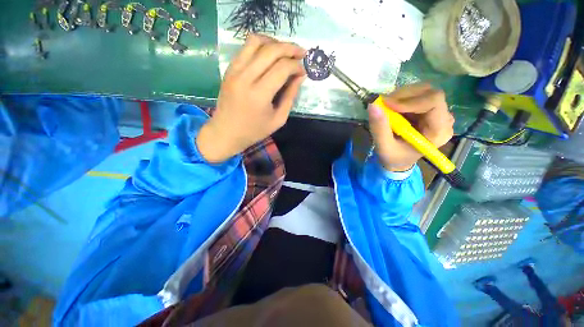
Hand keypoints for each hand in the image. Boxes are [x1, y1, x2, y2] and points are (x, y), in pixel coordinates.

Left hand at [197, 34, 305, 162]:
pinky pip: (245, 47)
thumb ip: (290, 97)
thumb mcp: (278, 119)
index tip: (303, 72)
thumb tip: (300, 77)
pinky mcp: (229, 69)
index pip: (282, 68)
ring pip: (256, 41)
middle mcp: (245, 77)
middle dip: (290, 48)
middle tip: (301, 54)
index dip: (296, 66)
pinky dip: (261, 46)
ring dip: (275, 43)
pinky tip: (269, 55)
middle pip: (271, 50)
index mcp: (259, 94)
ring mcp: (234, 70)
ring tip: (285, 52)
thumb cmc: (255, 130)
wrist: (226, 132)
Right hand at [367, 83, 454, 171]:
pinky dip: (400, 98)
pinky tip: (391, 108)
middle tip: (383, 104)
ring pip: (422, 91)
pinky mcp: (427, 109)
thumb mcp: (384, 147)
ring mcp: (437, 112)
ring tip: (386, 107)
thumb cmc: (394, 157)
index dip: (411, 100)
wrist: (399, 161)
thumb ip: (379, 128)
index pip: (434, 102)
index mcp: (439, 131)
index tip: (388, 105)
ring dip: (401, 96)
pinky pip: (416, 95)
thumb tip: (372, 105)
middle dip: (404, 96)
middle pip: (429, 93)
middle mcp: (443, 119)